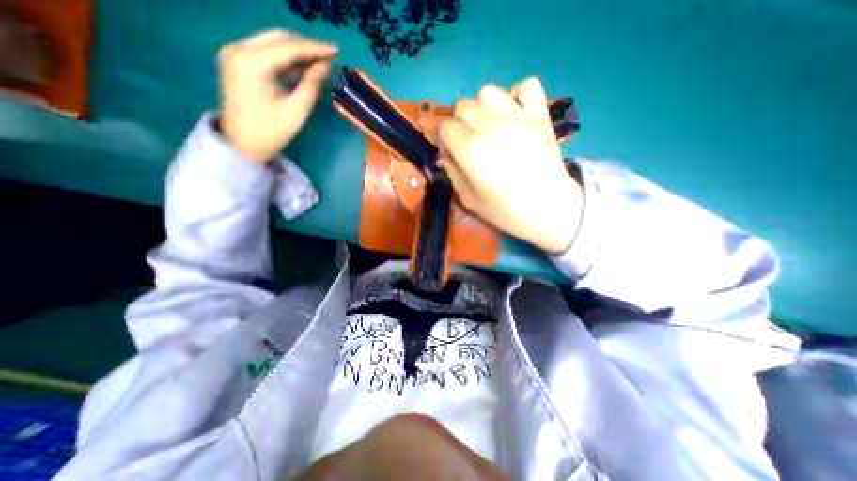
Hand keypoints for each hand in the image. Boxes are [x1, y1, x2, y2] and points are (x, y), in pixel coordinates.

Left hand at [219, 31, 337, 164]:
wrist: (242, 144)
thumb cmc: (271, 131)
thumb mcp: (296, 110)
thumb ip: (311, 84)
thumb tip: (326, 65)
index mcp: (252, 62)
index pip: (289, 47)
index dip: (315, 48)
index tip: (336, 51)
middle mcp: (239, 49)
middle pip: (279, 38)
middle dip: (306, 46)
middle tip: (329, 57)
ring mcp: (235, 53)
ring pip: (272, 42)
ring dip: (297, 52)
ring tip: (319, 63)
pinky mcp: (237, 61)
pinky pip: (265, 51)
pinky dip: (285, 58)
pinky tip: (301, 69)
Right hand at [438, 78, 586, 252]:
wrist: (548, 209)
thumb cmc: (505, 210)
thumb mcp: (469, 200)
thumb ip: (452, 174)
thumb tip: (444, 158)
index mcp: (470, 149)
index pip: (445, 127)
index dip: (444, 141)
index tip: (452, 154)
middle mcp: (490, 125)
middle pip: (462, 106)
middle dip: (459, 124)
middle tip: (469, 142)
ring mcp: (518, 116)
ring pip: (488, 92)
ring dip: (482, 108)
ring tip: (489, 126)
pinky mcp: (540, 114)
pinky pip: (527, 85)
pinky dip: (517, 94)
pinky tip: (514, 113)